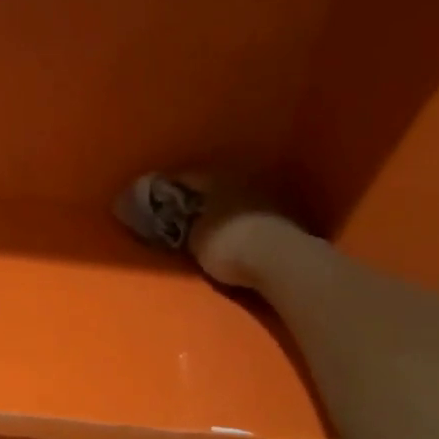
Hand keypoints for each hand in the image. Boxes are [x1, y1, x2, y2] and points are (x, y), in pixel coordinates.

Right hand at [170, 173, 309, 289]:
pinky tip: (235, 232)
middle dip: (199, 197)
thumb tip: (183, 221)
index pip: (185, 177)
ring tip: (209, 224)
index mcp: (215, 178)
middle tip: (183, 211)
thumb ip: (186, 227)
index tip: (155, 199)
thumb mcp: (195, 240)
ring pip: (235, 198)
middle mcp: (241, 179)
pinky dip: (241, 220)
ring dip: (223, 208)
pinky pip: (252, 214)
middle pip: (213, 185)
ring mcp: (266, 195)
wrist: (281, 260)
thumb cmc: (229, 245)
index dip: (167, 189)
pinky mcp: (283, 215)